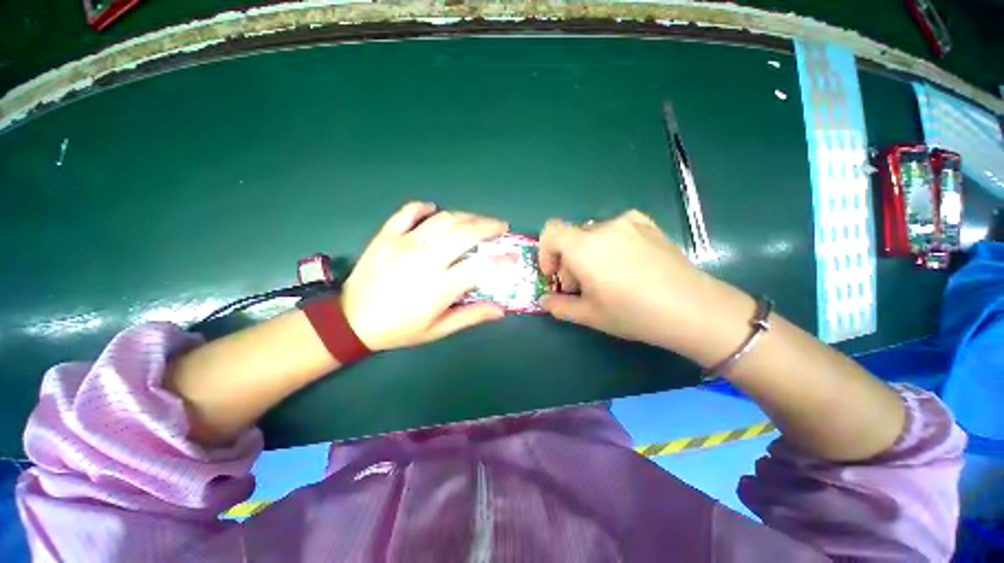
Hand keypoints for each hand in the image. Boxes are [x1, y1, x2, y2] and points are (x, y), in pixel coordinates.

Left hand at [341, 202, 508, 351]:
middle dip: (489, 226)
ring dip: (465, 216)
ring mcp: (404, 244)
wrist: (351, 321)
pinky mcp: (386, 236)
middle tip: (500, 226)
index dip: (502, 260)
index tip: (513, 257)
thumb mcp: (437, 330)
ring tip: (477, 219)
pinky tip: (433, 208)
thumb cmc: (398, 328)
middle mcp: (426, 260)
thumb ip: (470, 316)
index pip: (481, 266)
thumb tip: (501, 309)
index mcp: (440, 286)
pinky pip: (407, 213)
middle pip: (465, 233)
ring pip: (442, 220)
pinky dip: (423, 207)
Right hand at [539, 210, 736, 353]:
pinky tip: (628, 264)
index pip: (551, 232)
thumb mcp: (590, 315)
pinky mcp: (648, 224)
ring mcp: (629, 222)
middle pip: (572, 238)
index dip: (546, 252)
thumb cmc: (634, 313)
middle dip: (569, 262)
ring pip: (594, 235)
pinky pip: (617, 229)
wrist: (693, 308)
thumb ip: (559, 306)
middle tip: (583, 288)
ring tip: (608, 279)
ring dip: (590, 255)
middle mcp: (604, 227)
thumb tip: (544, 301)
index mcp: (584, 246)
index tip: (555, 274)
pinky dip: (611, 245)